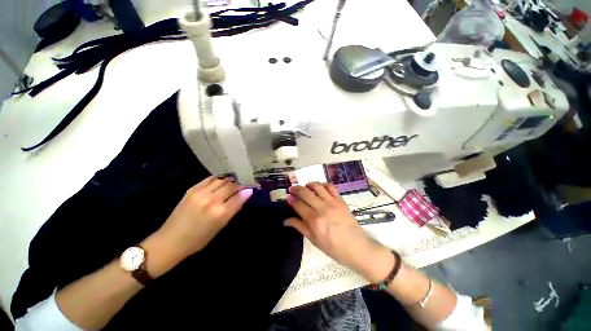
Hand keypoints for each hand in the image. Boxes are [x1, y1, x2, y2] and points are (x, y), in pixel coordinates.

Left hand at [156, 176, 252, 258]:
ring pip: (222, 179)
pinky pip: (210, 179)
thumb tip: (246, 194)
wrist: (170, 240)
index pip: (239, 196)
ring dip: (230, 179)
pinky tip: (222, 180)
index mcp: (220, 213)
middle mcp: (212, 200)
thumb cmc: (199, 239)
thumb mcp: (221, 227)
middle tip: (244, 183)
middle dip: (240, 183)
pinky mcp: (192, 189)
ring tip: (234, 180)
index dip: (247, 190)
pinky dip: (219, 178)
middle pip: (231, 185)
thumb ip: (234, 209)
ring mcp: (201, 193)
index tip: (251, 187)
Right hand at [285, 183, 392, 280]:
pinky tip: (319, 187)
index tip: (287, 196)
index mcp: (314, 221)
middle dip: (296, 188)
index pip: (299, 205)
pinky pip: (330, 187)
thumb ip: (300, 227)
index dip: (291, 199)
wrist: (357, 247)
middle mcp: (322, 208)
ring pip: (317, 187)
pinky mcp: (340, 200)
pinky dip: (323, 184)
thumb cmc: (334, 248)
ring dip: (308, 184)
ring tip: (305, 187)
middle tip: (292, 188)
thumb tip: (286, 220)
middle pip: (306, 193)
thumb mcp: (314, 240)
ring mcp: (333, 203)